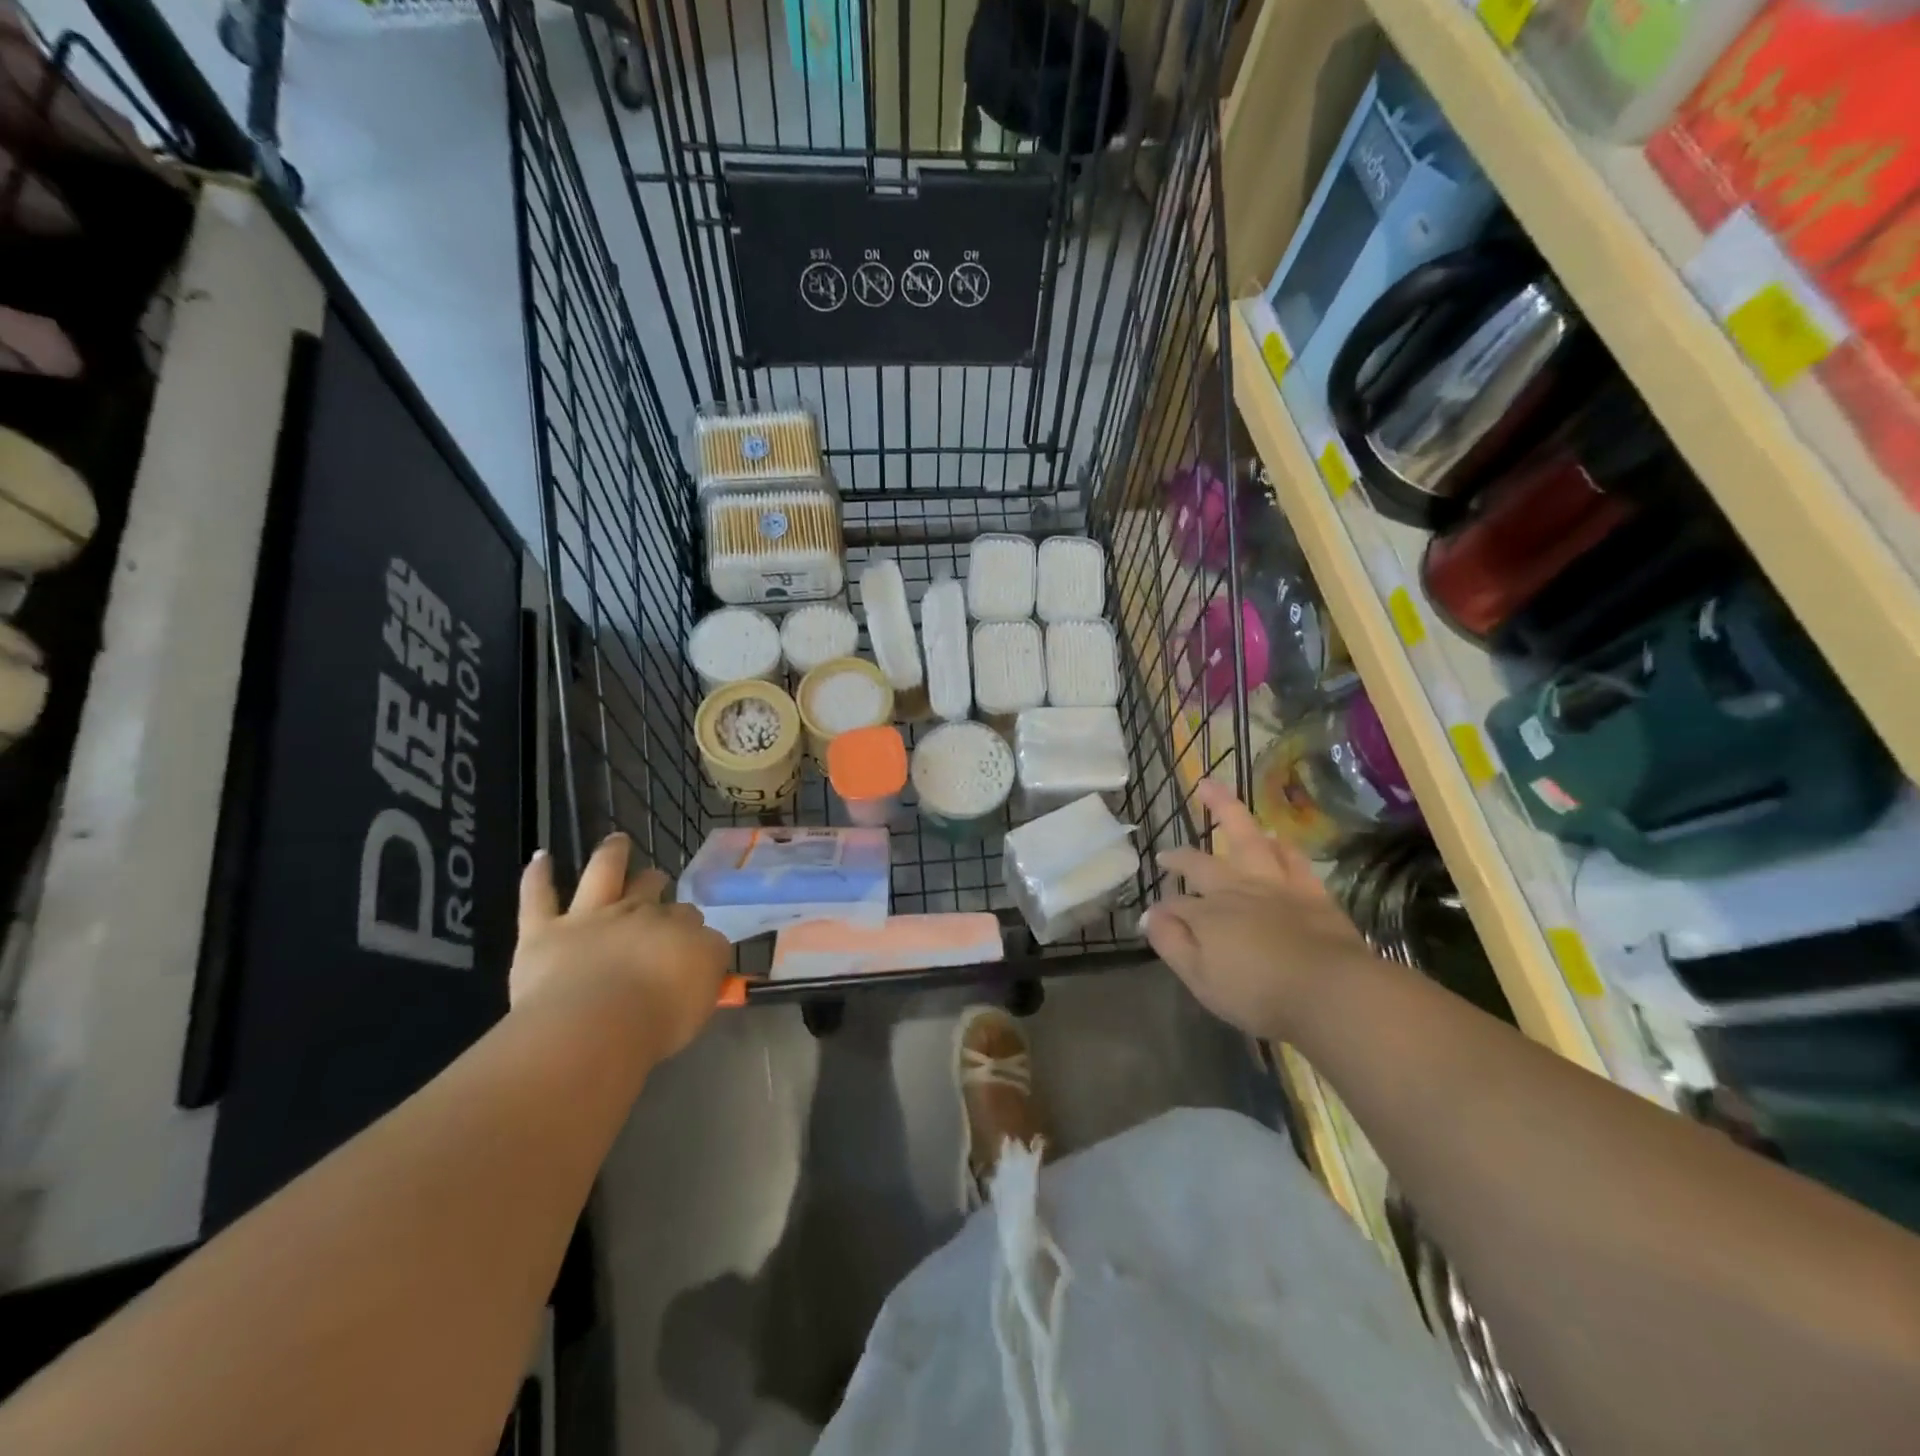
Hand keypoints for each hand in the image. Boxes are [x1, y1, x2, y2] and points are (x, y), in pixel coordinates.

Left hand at [512, 834, 730, 1061]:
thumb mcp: (704, 996)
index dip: (690, 925)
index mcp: (679, 930)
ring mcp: (590, 918)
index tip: (690, 940)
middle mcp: (638, 914)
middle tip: (657, 881)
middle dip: (655, 883)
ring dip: (611, 855)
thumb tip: (705, 953)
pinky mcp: (544, 931)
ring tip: (617, 841)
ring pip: (603, 874)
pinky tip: (541, 858)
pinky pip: (538, 897)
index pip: (690, 917)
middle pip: (650, 890)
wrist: (593, 1027)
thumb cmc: (657, 1019)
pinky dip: (538, 876)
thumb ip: (706, 967)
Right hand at [1145, 780, 1375, 1041]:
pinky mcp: (1311, 893)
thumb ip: (1172, 943)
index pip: (1175, 905)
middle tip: (1166, 852)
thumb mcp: (1200, 977)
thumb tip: (1149, 915)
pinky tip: (1277, 838)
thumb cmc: (1258, 992)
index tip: (1153, 919)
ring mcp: (1275, 886)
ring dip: (1227, 811)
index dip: (1162, 912)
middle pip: (1202, 861)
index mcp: (1208, 913)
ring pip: (1247, 837)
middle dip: (1181, 855)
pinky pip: (1292, 859)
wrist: (1330, 991)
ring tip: (1212, 790)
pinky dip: (1281, 846)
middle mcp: (1236, 889)